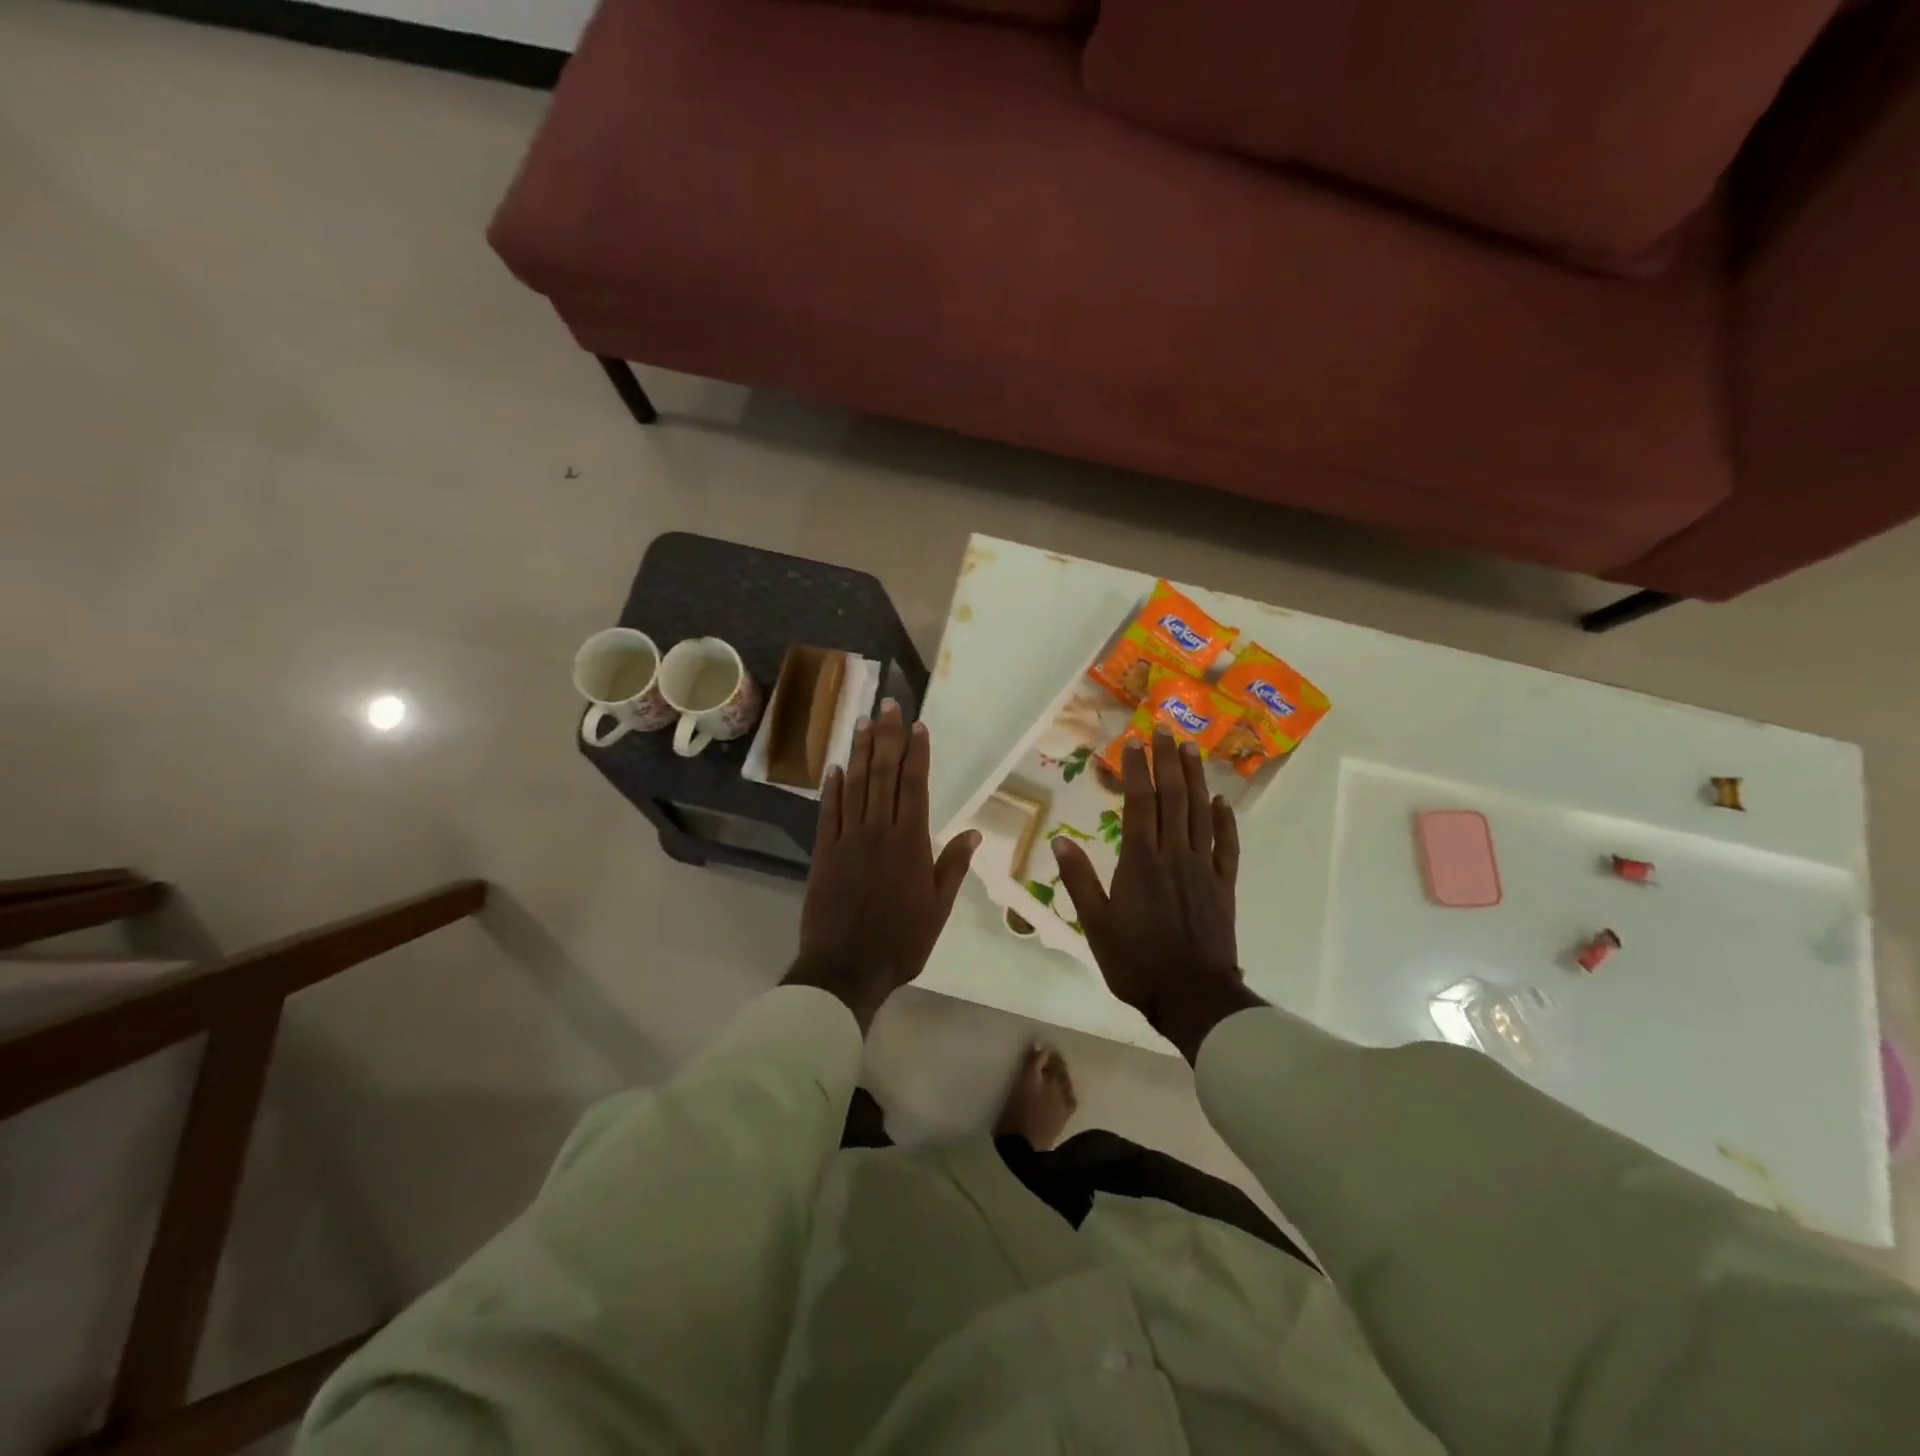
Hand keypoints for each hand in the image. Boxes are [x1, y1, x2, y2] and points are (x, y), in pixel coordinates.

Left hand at [785, 700, 979, 1032]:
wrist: (845, 968)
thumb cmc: (900, 942)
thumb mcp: (937, 909)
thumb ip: (951, 867)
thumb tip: (974, 834)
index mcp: (910, 844)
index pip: (914, 786)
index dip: (916, 753)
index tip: (917, 726)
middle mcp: (878, 832)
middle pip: (883, 775)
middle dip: (887, 738)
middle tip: (888, 706)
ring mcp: (847, 840)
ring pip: (855, 786)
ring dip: (860, 752)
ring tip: (863, 723)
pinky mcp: (823, 853)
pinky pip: (828, 813)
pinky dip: (832, 788)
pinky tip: (835, 767)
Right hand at [1051, 728, 1264, 1061]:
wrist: (1192, 996)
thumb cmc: (1136, 962)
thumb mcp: (1095, 924)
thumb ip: (1079, 880)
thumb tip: (1060, 839)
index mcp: (1140, 861)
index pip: (1139, 803)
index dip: (1138, 771)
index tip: (1135, 743)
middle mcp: (1173, 854)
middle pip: (1173, 798)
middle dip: (1168, 762)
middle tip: (1166, 730)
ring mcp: (1203, 868)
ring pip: (1201, 813)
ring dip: (1196, 779)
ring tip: (1192, 749)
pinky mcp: (1223, 885)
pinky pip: (1226, 845)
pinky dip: (1225, 820)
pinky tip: (1222, 801)